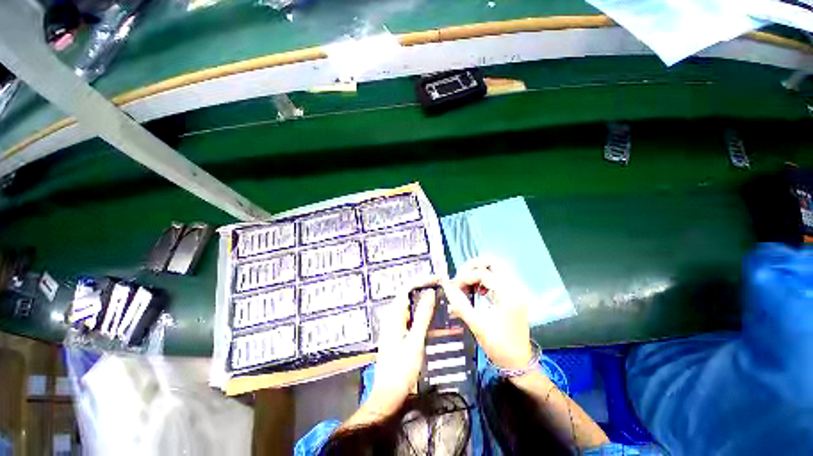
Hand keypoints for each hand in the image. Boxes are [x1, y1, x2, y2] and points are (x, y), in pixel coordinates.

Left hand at [362, 277, 437, 418]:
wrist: (389, 395)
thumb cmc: (401, 370)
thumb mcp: (415, 341)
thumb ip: (422, 316)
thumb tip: (430, 293)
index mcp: (394, 315)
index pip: (407, 289)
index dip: (422, 281)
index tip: (438, 278)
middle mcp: (393, 316)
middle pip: (409, 295)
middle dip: (425, 288)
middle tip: (442, 286)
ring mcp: (396, 324)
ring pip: (412, 306)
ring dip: (425, 300)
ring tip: (441, 297)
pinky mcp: (399, 333)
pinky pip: (412, 317)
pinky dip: (424, 313)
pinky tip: (434, 316)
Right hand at [443, 257, 533, 370]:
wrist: (519, 363)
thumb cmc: (499, 346)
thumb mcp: (477, 325)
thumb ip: (460, 304)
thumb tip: (446, 287)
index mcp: (508, 295)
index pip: (483, 274)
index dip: (465, 277)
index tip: (453, 287)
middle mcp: (515, 288)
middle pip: (495, 262)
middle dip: (475, 265)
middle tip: (461, 275)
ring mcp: (517, 290)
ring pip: (497, 268)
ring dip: (480, 271)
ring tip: (468, 283)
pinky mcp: (514, 294)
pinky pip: (499, 277)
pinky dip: (486, 278)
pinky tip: (478, 289)